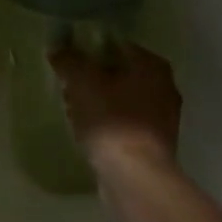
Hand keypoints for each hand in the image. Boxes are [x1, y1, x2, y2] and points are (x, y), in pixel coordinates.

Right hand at [49, 42, 180, 175]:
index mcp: (152, 66)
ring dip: (99, 102)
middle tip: (68, 85)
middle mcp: (164, 87)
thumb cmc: (111, 119)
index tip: (69, 60)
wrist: (135, 175)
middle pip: (120, 73)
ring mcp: (162, 118)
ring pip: (122, 100)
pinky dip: (107, 124)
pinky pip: (124, 124)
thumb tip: (57, 47)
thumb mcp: (82, 82)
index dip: (90, 49)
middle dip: (93, 78)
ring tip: (72, 110)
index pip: (117, 45)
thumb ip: (69, 60)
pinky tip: (87, 132)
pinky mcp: (154, 144)